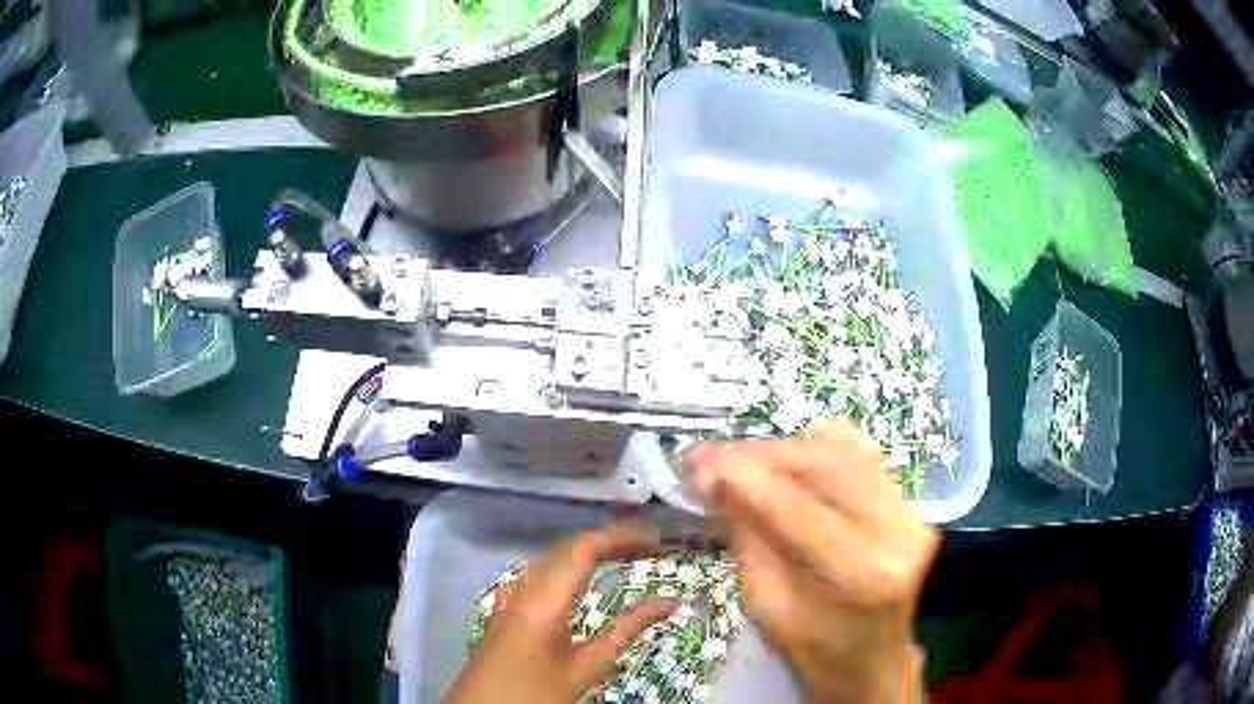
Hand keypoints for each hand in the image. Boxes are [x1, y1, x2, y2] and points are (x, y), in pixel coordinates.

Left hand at [444, 526, 678, 703]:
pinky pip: (537, 576)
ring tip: (621, 557)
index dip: (619, 537)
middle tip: (647, 547)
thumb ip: (625, 632)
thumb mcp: (586, 669)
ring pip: (549, 560)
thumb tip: (670, 603)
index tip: (653, 538)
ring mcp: (509, 599)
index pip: (582, 550)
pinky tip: (576, 582)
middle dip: (607, 541)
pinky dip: (565, 569)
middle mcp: (523, 591)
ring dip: (586, 553)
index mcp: (543, 602)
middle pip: (566, 548)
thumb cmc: (535, 694)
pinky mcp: (505, 611)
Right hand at [683, 419, 937, 703]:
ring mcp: (910, 514)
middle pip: (824, 465)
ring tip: (738, 459)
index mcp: (862, 573)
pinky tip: (785, 458)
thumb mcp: (769, 609)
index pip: (796, 507)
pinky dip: (819, 450)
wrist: (874, 663)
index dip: (742, 477)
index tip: (697, 464)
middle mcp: (898, 531)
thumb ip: (747, 541)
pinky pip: (862, 459)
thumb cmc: (817, 654)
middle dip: (760, 455)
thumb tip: (715, 484)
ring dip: (783, 450)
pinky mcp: (909, 507)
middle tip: (709, 458)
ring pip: (843, 452)